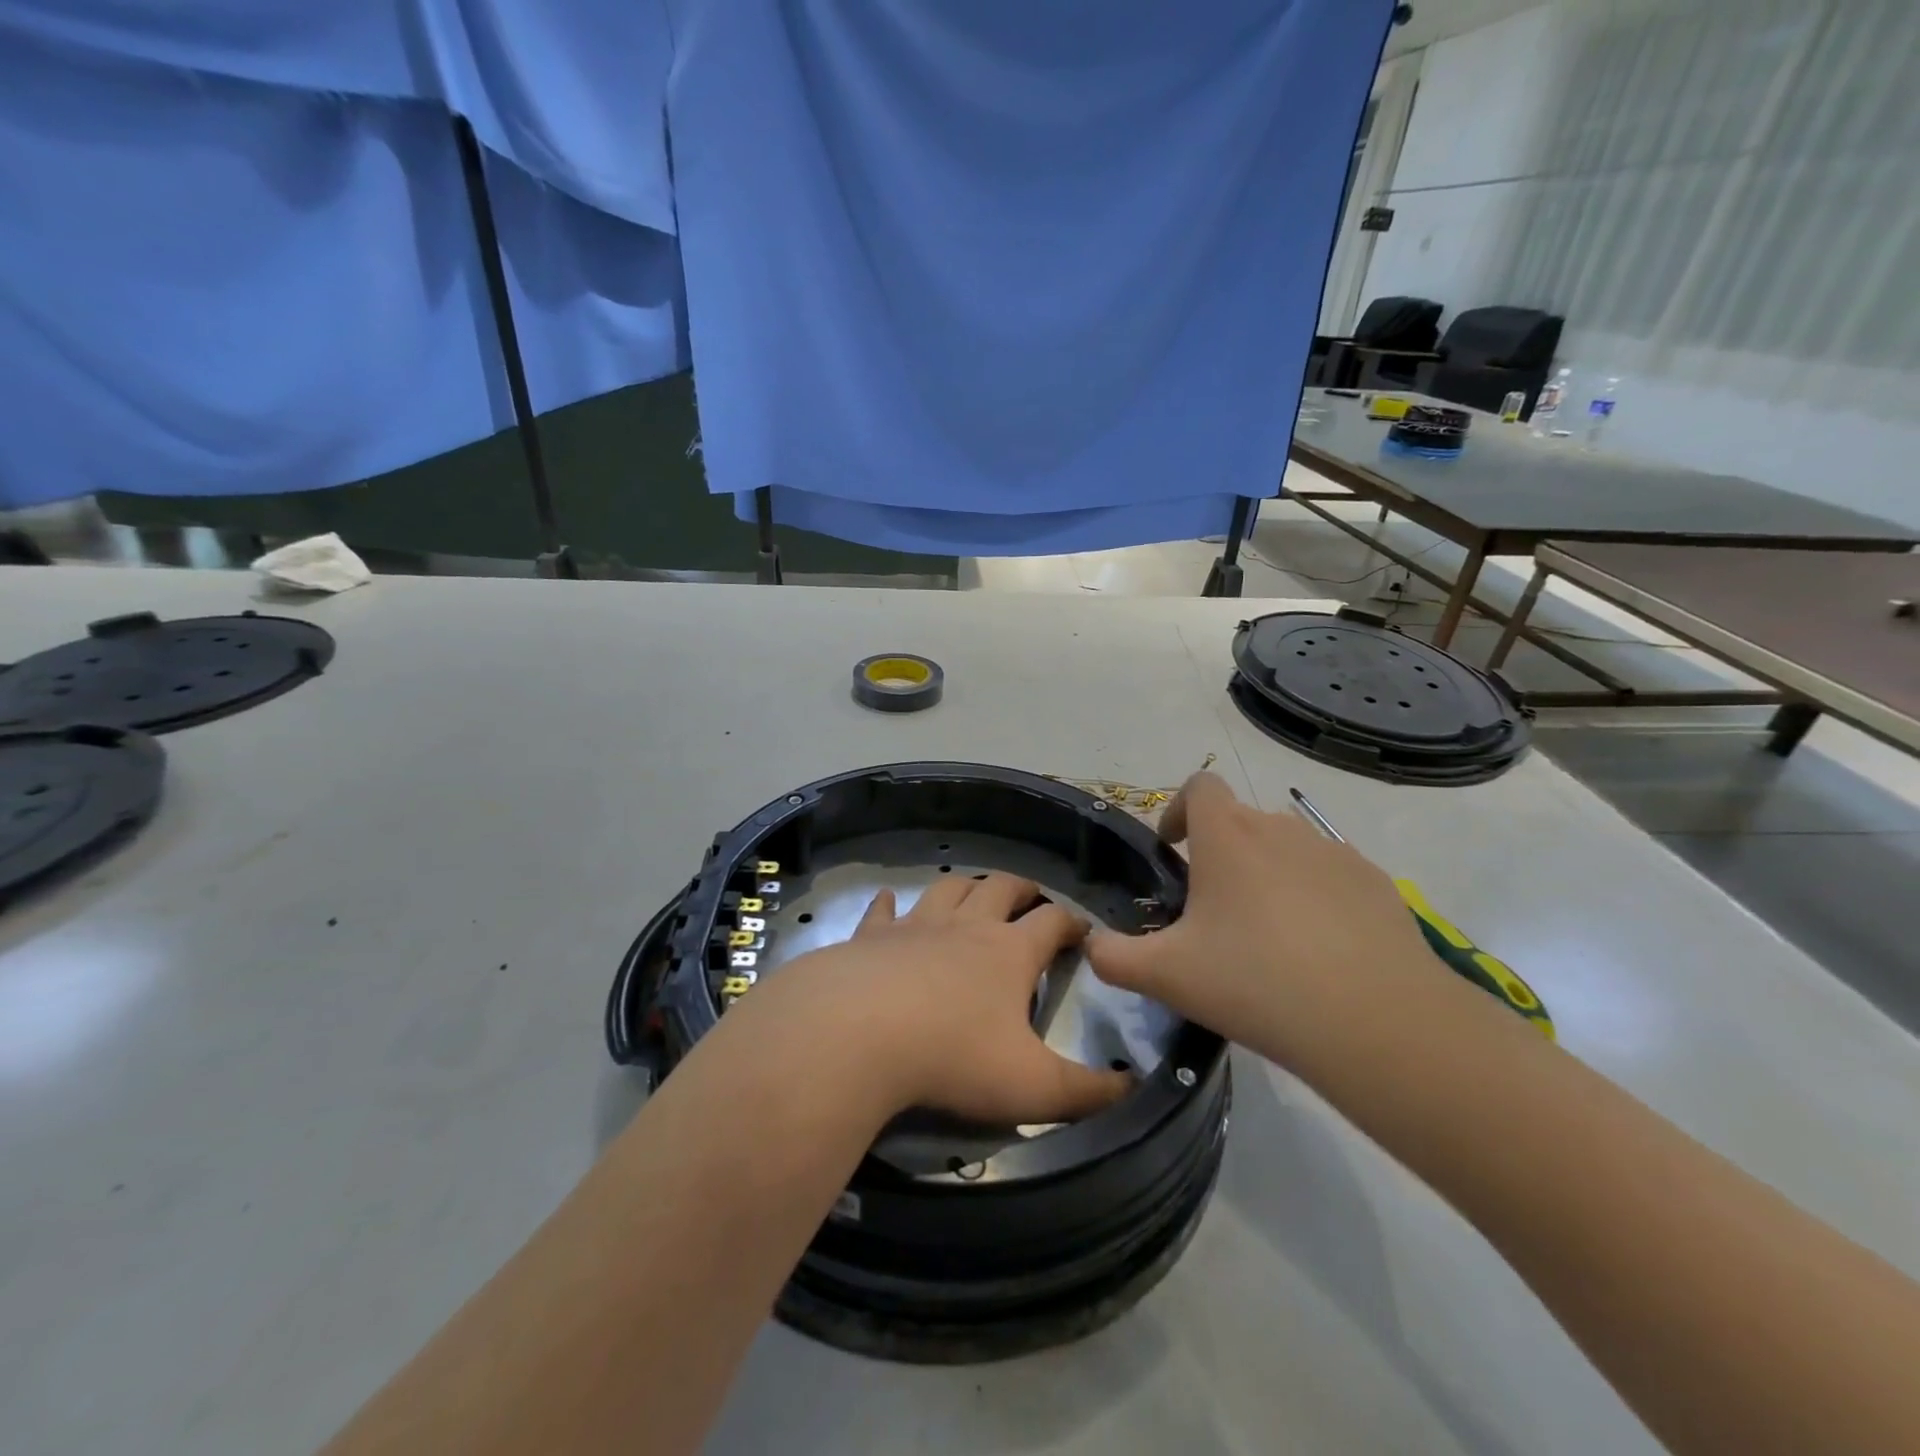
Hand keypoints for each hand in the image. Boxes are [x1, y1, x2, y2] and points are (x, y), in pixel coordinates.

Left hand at [733, 872, 1130, 1126]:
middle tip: (1031, 897)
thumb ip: (1088, 1092)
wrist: (857, 1033)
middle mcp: (966, 926)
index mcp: (1009, 952)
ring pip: (948, 888)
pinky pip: (883, 911)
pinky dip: (890, 905)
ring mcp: (915, 925)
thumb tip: (1135, 1088)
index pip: (1053, 922)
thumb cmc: (953, 1057)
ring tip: (973, 892)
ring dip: (965, 886)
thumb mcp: (1033, 1087)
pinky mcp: (871, 936)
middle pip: (1001, 888)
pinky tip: (889, 903)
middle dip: (1022, 889)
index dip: (1072, 922)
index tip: (1084, 930)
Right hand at [1086, 772, 1435, 1065]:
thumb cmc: (1255, 981)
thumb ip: (1113, 958)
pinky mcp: (1377, 883)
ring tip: (1267, 934)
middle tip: (1213, 913)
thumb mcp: (1166, 976)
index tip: (1173, 852)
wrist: (1376, 1020)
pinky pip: (1331, 876)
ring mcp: (1335, 853)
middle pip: (1241, 820)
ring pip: (1287, 848)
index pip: (1199, 786)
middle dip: (1220, 853)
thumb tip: (1093, 945)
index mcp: (1227, 836)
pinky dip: (1315, 897)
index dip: (1178, 809)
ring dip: (1268, 873)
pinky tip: (1320, 951)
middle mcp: (1280, 828)